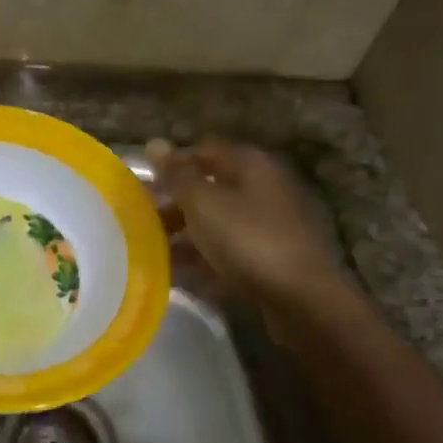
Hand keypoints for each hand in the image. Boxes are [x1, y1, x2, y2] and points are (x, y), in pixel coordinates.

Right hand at [146, 139, 348, 312]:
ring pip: (217, 222)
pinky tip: (176, 273)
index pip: (203, 151)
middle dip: (175, 202)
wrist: (302, 299)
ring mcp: (269, 225)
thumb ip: (177, 175)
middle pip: (210, 188)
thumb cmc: (248, 239)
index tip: (142, 184)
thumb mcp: (203, 204)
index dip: (172, 164)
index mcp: (250, 165)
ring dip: (185, 233)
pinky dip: (203, 258)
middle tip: (140, 220)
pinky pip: (228, 251)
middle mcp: (263, 188)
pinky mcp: (270, 259)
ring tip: (149, 249)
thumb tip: (154, 143)